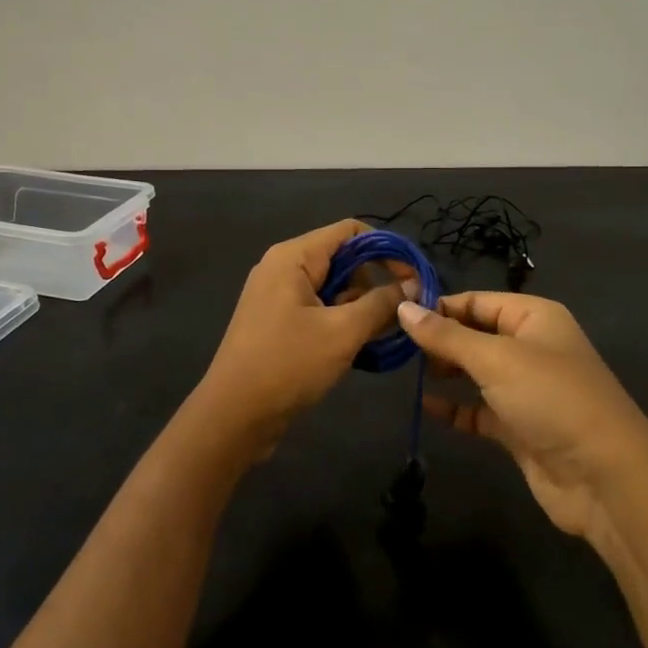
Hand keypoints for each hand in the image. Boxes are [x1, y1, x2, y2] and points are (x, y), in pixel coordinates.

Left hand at [196, 220, 414, 451]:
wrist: (234, 416)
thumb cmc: (288, 365)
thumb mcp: (342, 332)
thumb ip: (381, 303)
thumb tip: (413, 284)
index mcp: (293, 257)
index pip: (351, 231)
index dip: (387, 249)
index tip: (414, 279)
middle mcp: (283, 268)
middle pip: (343, 259)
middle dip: (375, 283)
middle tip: (398, 315)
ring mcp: (278, 296)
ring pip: (333, 287)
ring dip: (360, 307)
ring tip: (381, 337)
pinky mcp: (278, 323)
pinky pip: (319, 309)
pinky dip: (342, 322)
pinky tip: (359, 347)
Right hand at [396, 293, 647, 539]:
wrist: (604, 477)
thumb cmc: (551, 399)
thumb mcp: (495, 359)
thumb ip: (446, 336)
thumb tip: (403, 309)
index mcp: (535, 318)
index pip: (478, 301)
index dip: (440, 306)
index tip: (396, 316)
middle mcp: (531, 347)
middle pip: (475, 335)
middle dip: (439, 339)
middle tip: (395, 348)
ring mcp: (526, 389)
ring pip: (476, 372)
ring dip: (445, 372)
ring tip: (404, 372)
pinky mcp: (520, 427)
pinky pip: (479, 410)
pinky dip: (455, 409)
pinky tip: (425, 407)